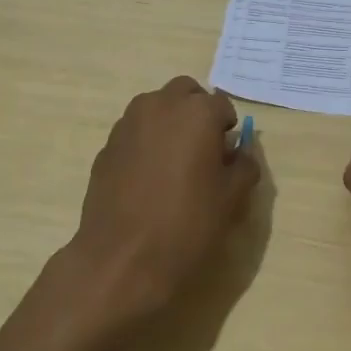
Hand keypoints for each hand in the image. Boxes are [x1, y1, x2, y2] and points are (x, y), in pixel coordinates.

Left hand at [58, 76, 259, 331]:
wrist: (123, 259)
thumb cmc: (188, 225)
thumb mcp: (232, 198)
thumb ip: (243, 165)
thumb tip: (240, 152)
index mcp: (196, 112)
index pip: (222, 106)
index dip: (228, 130)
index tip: (227, 157)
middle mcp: (159, 106)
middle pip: (185, 92)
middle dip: (197, 112)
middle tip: (203, 150)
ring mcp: (127, 124)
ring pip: (155, 108)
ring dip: (169, 123)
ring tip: (174, 164)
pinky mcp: (106, 147)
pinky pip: (134, 132)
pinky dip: (146, 143)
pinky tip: (147, 180)